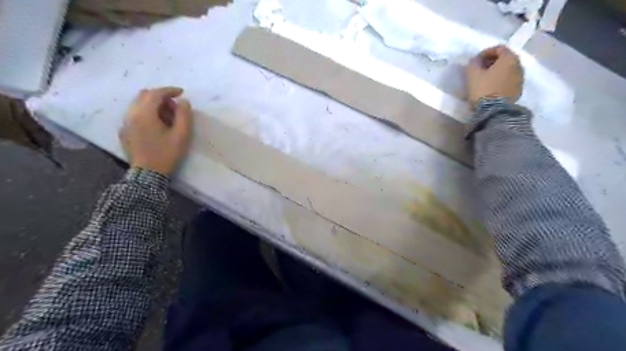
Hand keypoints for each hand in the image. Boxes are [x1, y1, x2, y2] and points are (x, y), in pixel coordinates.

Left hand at [120, 87, 193, 176]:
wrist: (148, 174)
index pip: (156, 93)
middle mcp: (131, 114)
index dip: (170, 90)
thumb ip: (184, 116)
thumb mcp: (181, 135)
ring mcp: (126, 123)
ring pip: (138, 104)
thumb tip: (183, 101)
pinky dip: (146, 112)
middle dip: (161, 96)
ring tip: (167, 116)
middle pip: (144, 95)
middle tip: (175, 107)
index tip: (182, 93)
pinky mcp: (125, 131)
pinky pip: (135, 114)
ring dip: (153, 104)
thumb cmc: (167, 154)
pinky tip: (156, 125)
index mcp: (144, 114)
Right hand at [464, 43, 523, 107]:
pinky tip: (491, 86)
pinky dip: (500, 80)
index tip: (475, 60)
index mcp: (509, 58)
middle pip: (505, 58)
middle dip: (492, 61)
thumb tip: (475, 61)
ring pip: (508, 70)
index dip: (485, 52)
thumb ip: (473, 64)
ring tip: (485, 79)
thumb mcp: (472, 75)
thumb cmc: (483, 89)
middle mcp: (518, 65)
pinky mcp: (518, 90)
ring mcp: (520, 78)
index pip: (499, 48)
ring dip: (497, 71)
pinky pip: (509, 80)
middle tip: (480, 68)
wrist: (495, 111)